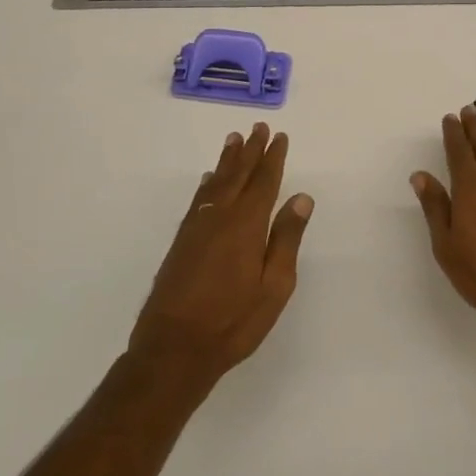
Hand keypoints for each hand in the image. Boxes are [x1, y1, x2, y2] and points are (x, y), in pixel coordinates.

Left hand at [130, 123, 313, 383]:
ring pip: (216, 184)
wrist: (174, 348)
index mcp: (246, 225)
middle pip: (238, 176)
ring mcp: (196, 228)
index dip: (272, 158)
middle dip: (250, 151)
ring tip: (234, 140)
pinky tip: (209, 180)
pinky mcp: (181, 242)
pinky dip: (207, 184)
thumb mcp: (274, 286)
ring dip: (227, 161)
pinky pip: (199, 199)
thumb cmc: (233, 321)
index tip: (279, 136)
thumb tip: (301, 197)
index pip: (264, 182)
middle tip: (258, 127)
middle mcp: (219, 217)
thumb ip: (286, 238)